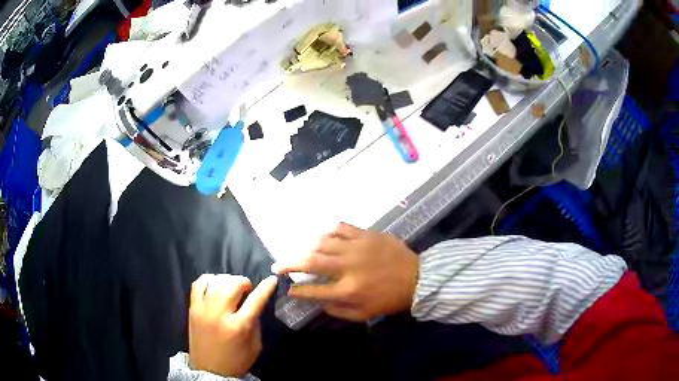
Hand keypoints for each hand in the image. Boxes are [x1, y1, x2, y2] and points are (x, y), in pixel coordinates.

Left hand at [189, 274, 277, 376]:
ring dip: (227, 279)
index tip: (272, 279)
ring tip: (231, 287)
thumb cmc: (237, 360)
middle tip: (247, 290)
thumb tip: (255, 303)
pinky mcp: (192, 308)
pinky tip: (215, 285)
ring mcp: (203, 309)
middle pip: (232, 285)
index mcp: (239, 326)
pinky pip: (198, 284)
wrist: (210, 370)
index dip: (266, 287)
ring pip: (215, 281)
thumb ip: (255, 323)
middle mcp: (220, 314)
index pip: (255, 300)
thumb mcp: (255, 346)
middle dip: (244, 282)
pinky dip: (208, 279)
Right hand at [273, 223, 418, 320]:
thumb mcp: (364, 314)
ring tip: (299, 253)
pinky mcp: (366, 234)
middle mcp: (348, 267)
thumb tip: (317, 302)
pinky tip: (323, 237)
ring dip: (306, 248)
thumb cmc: (389, 299)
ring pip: (322, 242)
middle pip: (311, 261)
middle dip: (289, 263)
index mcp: (349, 290)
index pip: (313, 290)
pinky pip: (340, 228)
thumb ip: (337, 310)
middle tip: (278, 265)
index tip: (287, 289)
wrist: (418, 278)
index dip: (297, 290)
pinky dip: (327, 232)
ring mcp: (357, 247)